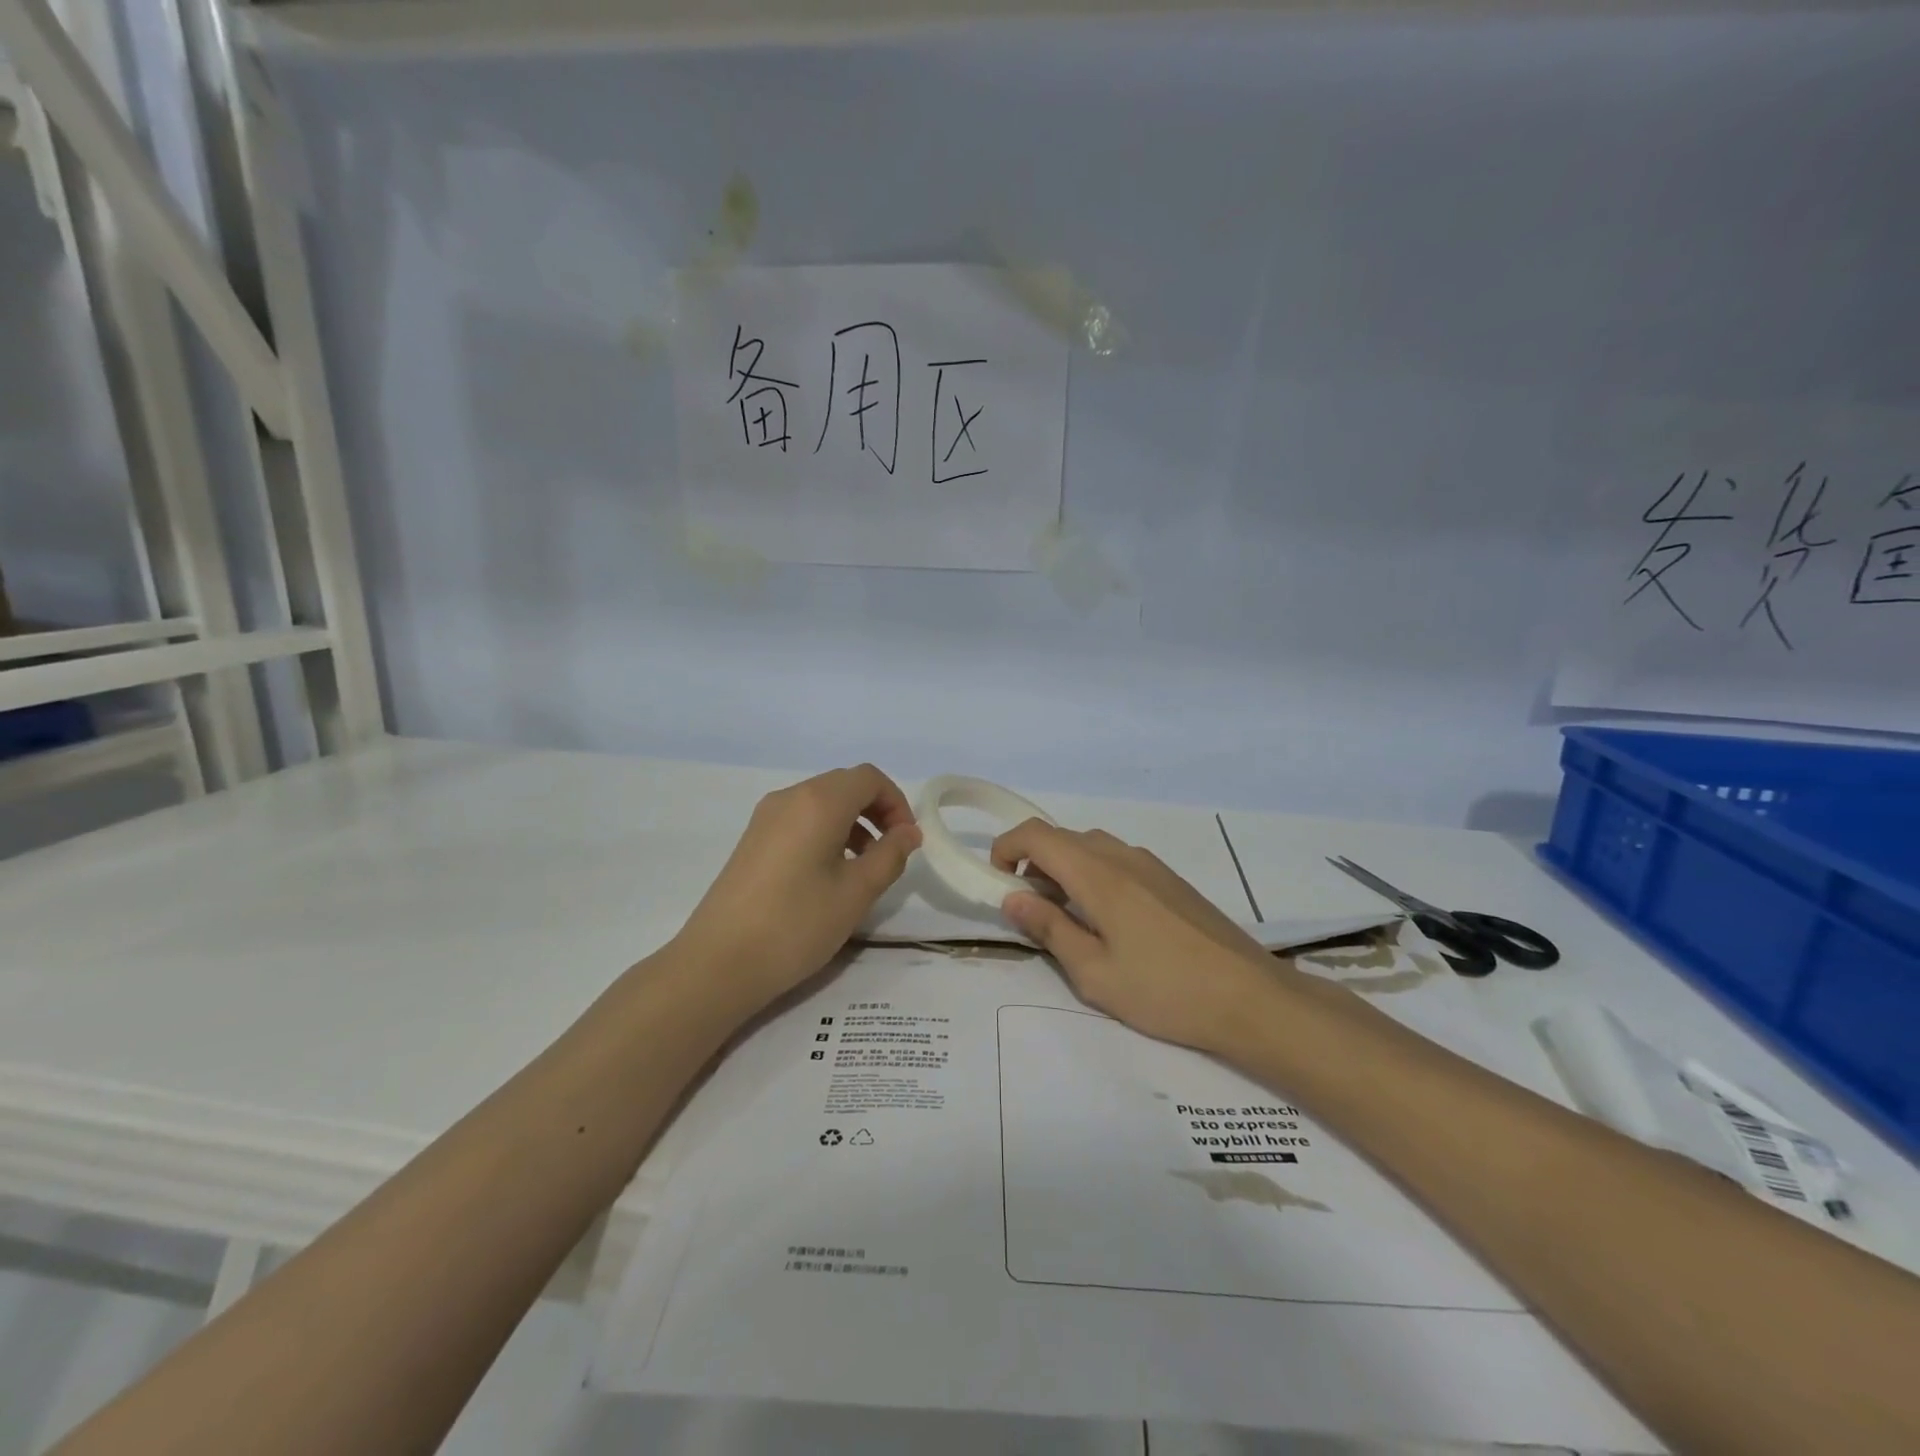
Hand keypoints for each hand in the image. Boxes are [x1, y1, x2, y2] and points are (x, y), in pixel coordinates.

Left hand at [676, 765, 921, 1011]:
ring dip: (852, 823)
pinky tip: (829, 874)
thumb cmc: (796, 924)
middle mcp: (790, 797)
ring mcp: (766, 817)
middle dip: (876, 810)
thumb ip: (890, 855)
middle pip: (844, 785)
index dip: (897, 802)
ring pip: (821, 802)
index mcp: (818, 802)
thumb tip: (909, 832)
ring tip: (863, 868)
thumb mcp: (856, 892)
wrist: (718, 962)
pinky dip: (826, 832)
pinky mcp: (753, 840)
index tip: (907, 840)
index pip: (869, 778)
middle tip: (892, 851)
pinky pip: (800, 819)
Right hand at [992, 821, 1291, 1053]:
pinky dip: (1094, 875)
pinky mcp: (1171, 880)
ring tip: (1066, 918)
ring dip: (1065, 869)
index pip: (1037, 834)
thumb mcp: (1093, 972)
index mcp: (1097, 873)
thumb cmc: (1164, 989)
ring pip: (1091, 848)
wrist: (1251, 997)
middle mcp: (1122, 856)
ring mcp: (1151, 865)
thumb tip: (1012, 898)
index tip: (997, 881)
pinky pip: (1118, 861)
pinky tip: (1108, 921)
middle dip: (1034, 863)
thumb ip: (1048, 928)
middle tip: (1030, 910)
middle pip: (1063, 838)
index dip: (1006, 847)